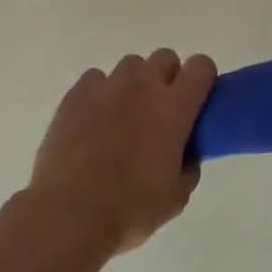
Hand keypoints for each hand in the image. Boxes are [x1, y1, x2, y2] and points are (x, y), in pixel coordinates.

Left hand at [26, 49, 214, 254]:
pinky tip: (93, 121)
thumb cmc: (130, 208)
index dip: (202, 78)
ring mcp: (107, 86)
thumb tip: (185, 153)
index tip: (196, 100)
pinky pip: (96, 79)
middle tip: (159, 112)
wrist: (69, 214)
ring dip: (134, 84)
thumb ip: (188, 165)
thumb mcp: (177, 196)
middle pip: (165, 58)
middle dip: (167, 78)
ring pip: (130, 66)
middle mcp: (143, 85)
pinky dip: (101, 93)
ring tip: (123, 117)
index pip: (201, 66)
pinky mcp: (75, 94)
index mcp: (174, 107)